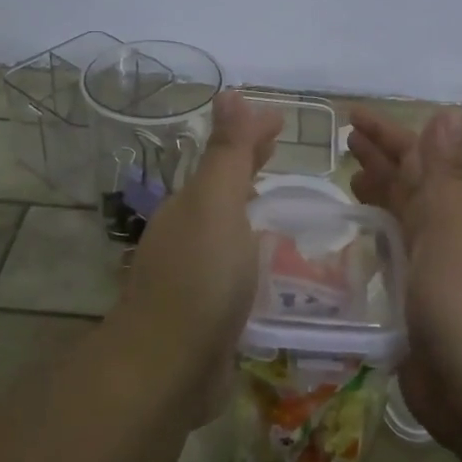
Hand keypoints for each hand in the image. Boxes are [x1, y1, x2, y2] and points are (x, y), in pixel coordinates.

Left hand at [115, 92, 281, 414]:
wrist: (169, 368)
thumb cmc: (199, 278)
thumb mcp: (216, 204)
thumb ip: (226, 154)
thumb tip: (228, 93)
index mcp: (191, 206)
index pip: (225, 158)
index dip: (252, 136)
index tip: (282, 122)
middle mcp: (189, 236)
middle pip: (226, 192)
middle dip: (252, 170)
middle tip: (285, 156)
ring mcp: (197, 277)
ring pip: (233, 233)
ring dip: (257, 215)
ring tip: (292, 210)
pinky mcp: (212, 315)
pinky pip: (241, 273)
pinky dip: (260, 259)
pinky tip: (283, 270)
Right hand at [348, 107, 461, 449]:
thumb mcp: (454, 234)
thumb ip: (445, 176)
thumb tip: (450, 113)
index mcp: (457, 215)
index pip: (419, 160)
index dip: (388, 135)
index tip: (352, 116)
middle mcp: (446, 238)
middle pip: (409, 187)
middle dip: (381, 160)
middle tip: (344, 142)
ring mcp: (431, 275)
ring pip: (400, 222)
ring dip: (378, 197)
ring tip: (348, 179)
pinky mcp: (414, 309)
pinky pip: (391, 262)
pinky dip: (374, 243)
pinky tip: (355, 241)